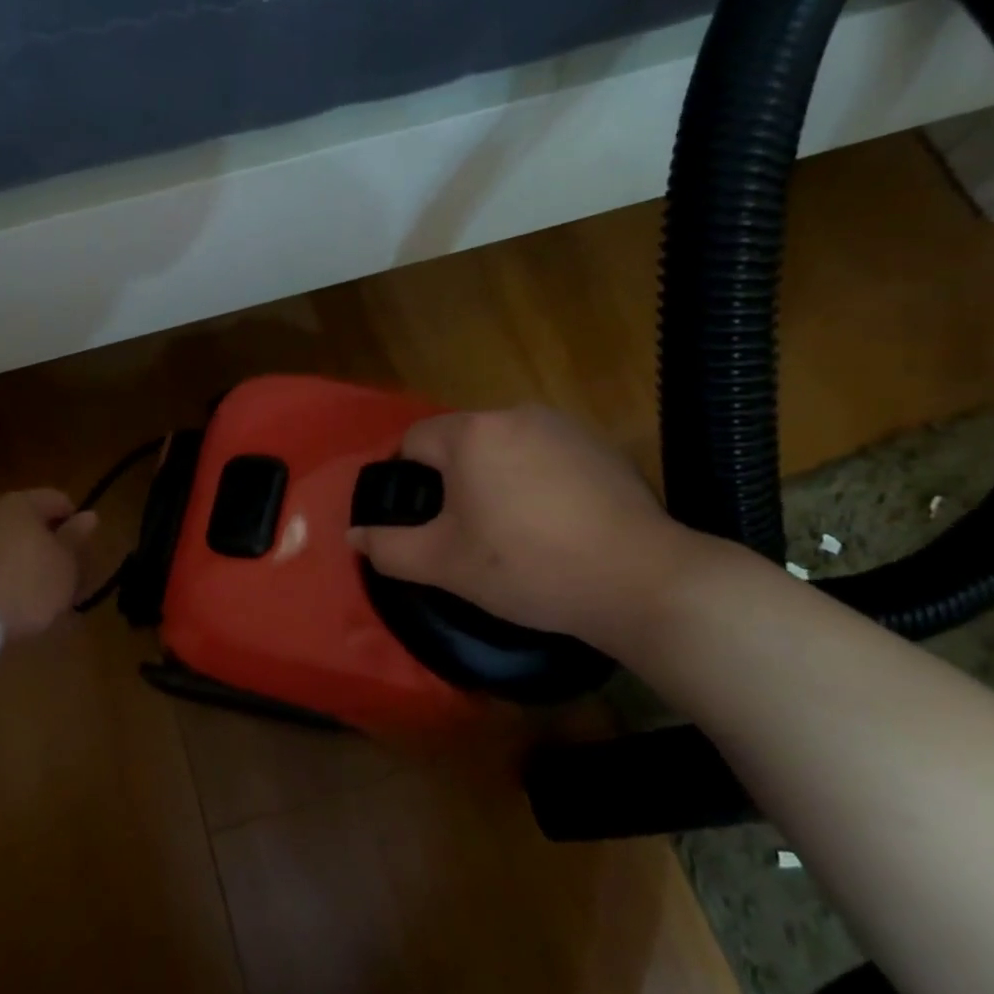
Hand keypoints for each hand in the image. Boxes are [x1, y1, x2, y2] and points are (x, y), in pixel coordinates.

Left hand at [0, 490, 97, 639]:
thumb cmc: (27, 582)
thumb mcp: (64, 564)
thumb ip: (75, 538)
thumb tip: (89, 515)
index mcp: (23, 503)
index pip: (58, 499)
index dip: (75, 521)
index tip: (83, 548)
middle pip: (31, 521)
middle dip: (49, 543)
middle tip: (65, 571)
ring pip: (9, 542)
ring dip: (26, 561)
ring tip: (40, 591)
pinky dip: (5, 575)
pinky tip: (13, 598)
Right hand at [348, 406, 695, 651]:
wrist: (638, 579)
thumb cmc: (526, 567)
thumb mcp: (444, 564)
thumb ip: (389, 547)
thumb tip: (355, 535)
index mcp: (472, 434)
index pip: (414, 441)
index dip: (406, 481)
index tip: (422, 522)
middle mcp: (516, 414)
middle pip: (461, 442)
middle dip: (453, 482)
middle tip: (465, 533)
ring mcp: (565, 427)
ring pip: (505, 449)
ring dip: (495, 479)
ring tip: (511, 531)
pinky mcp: (601, 448)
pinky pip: (546, 457)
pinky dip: (537, 481)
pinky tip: (555, 524)